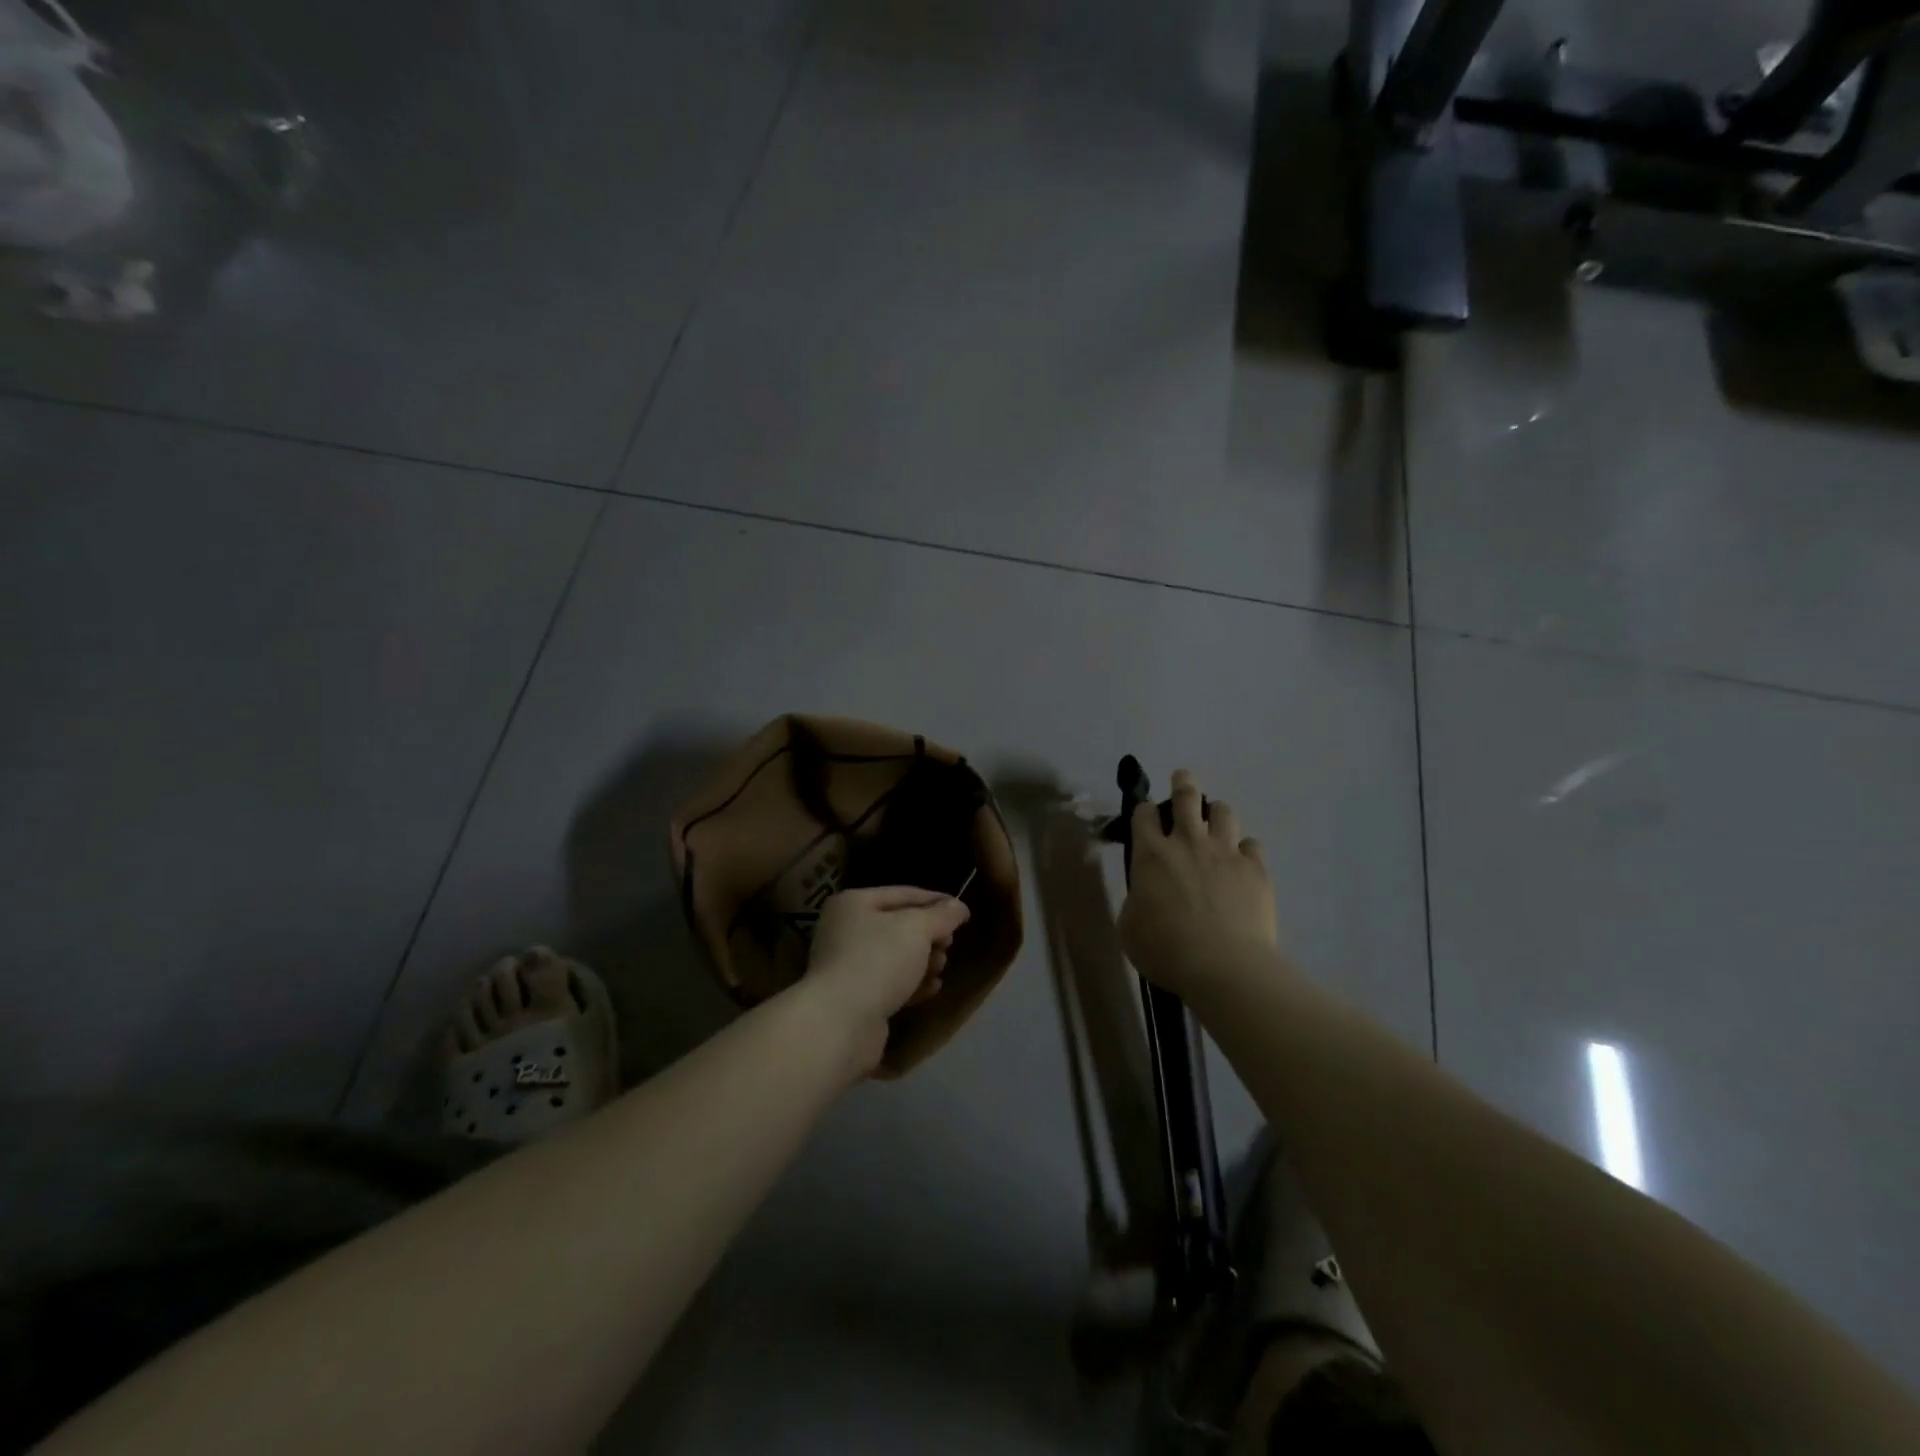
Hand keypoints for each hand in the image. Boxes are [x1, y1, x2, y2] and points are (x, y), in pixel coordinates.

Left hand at [803, 887, 970, 1075]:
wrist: (840, 1023)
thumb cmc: (878, 961)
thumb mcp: (916, 929)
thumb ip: (941, 915)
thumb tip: (959, 906)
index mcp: (854, 903)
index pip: (903, 893)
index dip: (935, 900)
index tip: (963, 912)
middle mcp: (846, 930)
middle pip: (899, 926)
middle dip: (929, 935)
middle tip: (949, 944)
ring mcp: (848, 966)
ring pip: (896, 956)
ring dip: (923, 961)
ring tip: (941, 967)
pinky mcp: (855, 998)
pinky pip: (890, 983)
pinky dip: (912, 984)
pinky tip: (932, 988)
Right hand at [1117, 769, 1277, 1001]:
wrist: (1223, 966)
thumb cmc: (1165, 950)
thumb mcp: (1130, 927)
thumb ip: (1136, 901)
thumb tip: (1146, 894)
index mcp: (1151, 854)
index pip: (1144, 813)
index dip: (1144, 810)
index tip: (1146, 815)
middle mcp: (1188, 842)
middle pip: (1187, 795)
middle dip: (1183, 783)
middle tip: (1183, 780)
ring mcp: (1225, 852)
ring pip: (1224, 812)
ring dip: (1217, 814)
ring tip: (1215, 824)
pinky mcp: (1255, 868)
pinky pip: (1252, 845)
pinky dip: (1244, 850)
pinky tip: (1242, 863)